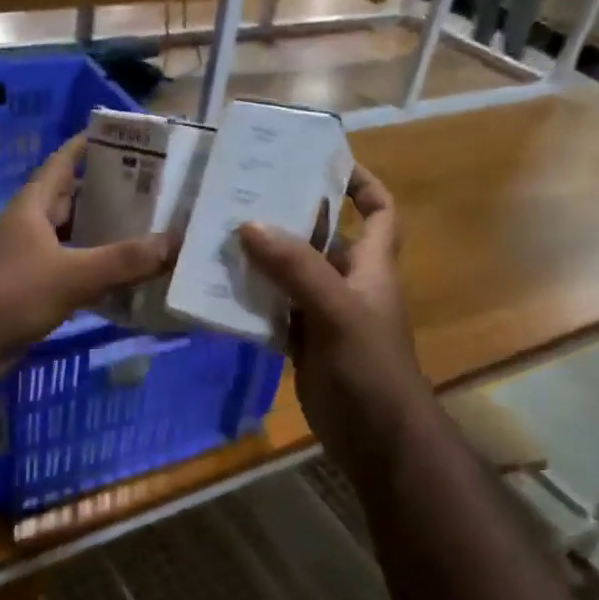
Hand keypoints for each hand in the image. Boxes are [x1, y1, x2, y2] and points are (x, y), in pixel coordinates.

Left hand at [0, 134, 173, 358]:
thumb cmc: (11, 295)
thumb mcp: (73, 274)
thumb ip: (124, 261)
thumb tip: (175, 243)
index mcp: (33, 207)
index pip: (63, 162)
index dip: (88, 145)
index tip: (124, 137)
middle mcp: (30, 227)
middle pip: (72, 199)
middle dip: (106, 192)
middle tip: (152, 188)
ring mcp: (28, 260)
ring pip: (73, 238)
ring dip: (102, 235)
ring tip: (146, 230)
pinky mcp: (30, 291)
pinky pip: (70, 272)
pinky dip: (94, 272)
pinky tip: (123, 278)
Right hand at [238, 166, 427, 455]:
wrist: (376, 438)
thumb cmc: (370, 367)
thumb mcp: (337, 310)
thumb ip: (297, 268)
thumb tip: (249, 225)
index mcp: (372, 266)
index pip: (379, 211)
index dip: (361, 183)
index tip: (324, 161)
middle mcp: (349, 283)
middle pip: (322, 238)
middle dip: (290, 216)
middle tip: (243, 195)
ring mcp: (325, 315)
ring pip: (291, 275)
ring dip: (262, 259)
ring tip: (219, 235)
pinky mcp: (303, 344)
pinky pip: (274, 311)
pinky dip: (251, 300)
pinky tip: (219, 290)